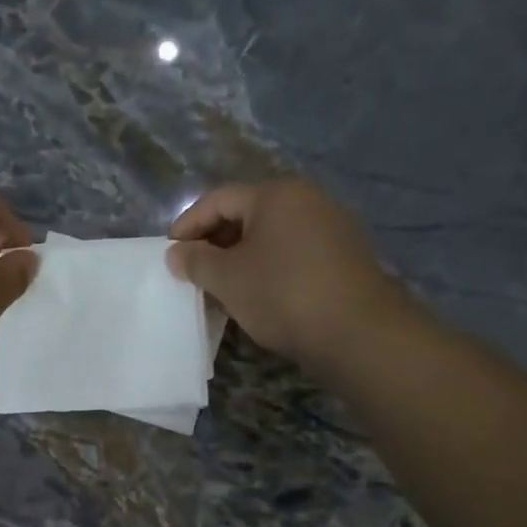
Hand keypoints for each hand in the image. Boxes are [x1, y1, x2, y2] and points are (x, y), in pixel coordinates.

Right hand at [167, 180, 406, 366]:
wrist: (357, 331)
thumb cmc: (281, 294)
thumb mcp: (227, 278)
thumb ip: (195, 261)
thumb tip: (176, 252)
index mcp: (276, 194)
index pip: (218, 200)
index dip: (188, 225)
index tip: (169, 253)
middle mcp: (308, 200)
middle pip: (247, 214)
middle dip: (215, 241)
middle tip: (193, 271)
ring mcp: (332, 227)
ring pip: (272, 235)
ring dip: (241, 257)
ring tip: (222, 286)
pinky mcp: (345, 256)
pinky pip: (293, 253)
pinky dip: (268, 267)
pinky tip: (258, 294)